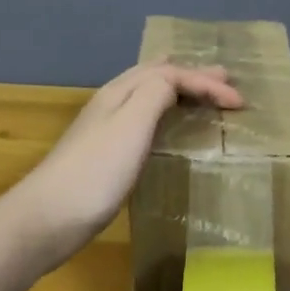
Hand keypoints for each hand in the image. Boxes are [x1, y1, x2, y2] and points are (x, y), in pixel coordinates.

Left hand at [13, 60, 243, 260]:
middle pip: (155, 77)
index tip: (240, 104)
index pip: (170, 74)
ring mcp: (106, 129)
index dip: (206, 83)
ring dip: (177, 90)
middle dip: (191, 75)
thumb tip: (174, 79)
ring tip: (199, 92)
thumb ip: (155, 93)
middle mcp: (112, 103)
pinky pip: (143, 119)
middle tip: (224, 80)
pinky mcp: (105, 154)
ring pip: (147, 96)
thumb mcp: (131, 123)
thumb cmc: (97, 170)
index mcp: (121, 92)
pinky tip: (165, 127)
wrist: (49, 217)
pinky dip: (164, 112)